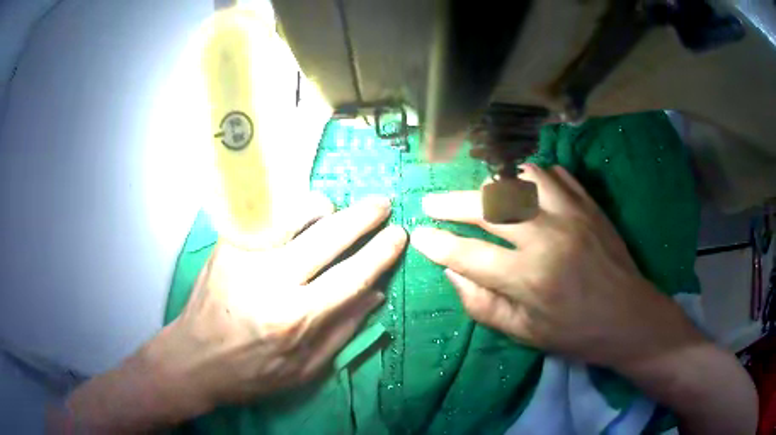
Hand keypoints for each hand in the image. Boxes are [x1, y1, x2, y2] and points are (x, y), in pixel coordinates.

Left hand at [65, 196, 406, 430]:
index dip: (381, 252)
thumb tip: (375, 293)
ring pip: (295, 212)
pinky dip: (289, 211)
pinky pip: (267, 214)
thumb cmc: (251, 373)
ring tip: (334, 212)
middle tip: (382, 204)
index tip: (399, 234)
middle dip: (363, 216)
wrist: (194, 357)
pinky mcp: (228, 244)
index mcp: (295, 318)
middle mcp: (272, 280)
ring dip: (323, 208)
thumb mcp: (304, 370)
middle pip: (328, 235)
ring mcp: (246, 256)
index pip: (352, 276)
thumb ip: (342, 330)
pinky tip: (297, 218)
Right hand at [410, 164, 701, 370]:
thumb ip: (482, 304)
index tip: (418, 236)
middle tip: (430, 202)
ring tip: (478, 194)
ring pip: (519, 178)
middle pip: (487, 206)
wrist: (630, 317)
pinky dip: (530, 176)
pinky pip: (553, 175)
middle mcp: (547, 237)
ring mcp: (571, 213)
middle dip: (450, 203)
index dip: (436, 244)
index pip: (467, 254)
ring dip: (491, 183)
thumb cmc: (576, 333)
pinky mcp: (588, 204)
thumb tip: (452, 273)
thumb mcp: (525, 333)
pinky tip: (521, 187)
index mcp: (529, 278)